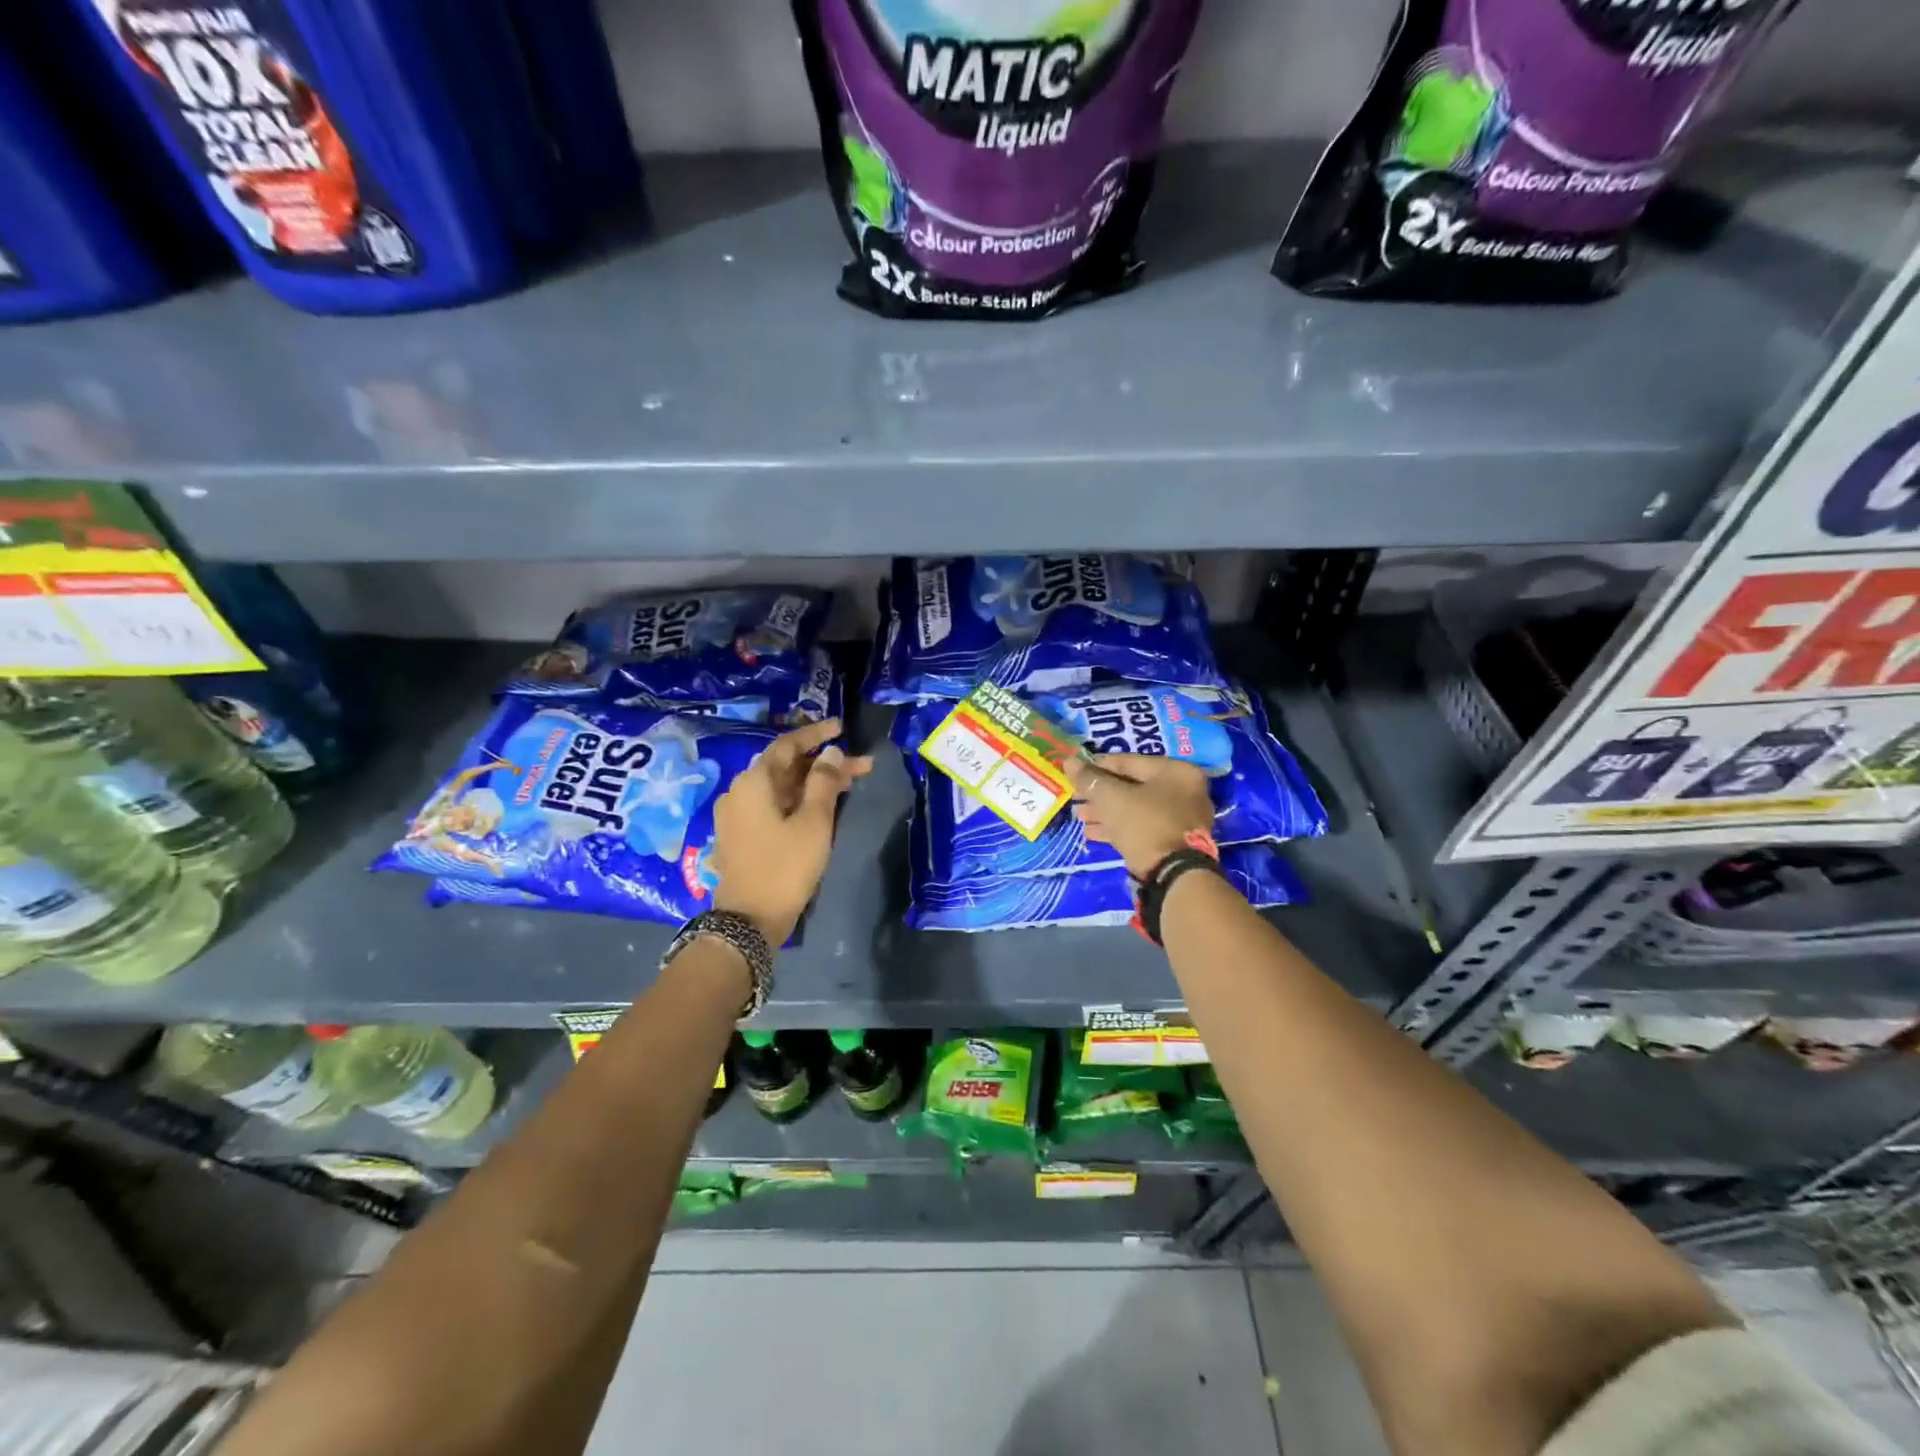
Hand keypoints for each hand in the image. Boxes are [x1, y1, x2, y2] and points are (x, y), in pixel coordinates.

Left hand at [710, 718, 872, 943]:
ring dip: (813, 783)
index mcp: (754, 782)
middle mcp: (739, 791)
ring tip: (849, 785)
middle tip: (859, 766)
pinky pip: (772, 805)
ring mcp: (737, 815)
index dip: (816, 734)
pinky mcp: (740, 835)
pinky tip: (822, 806)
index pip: (787, 745)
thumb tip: (831, 752)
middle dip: (823, 763)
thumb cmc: (786, 867)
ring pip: (781, 788)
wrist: (749, 921)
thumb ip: (824, 782)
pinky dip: (798, 800)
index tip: (842, 728)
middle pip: (785, 767)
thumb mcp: (814, 822)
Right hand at [1064, 753, 1212, 878]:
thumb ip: (1090, 778)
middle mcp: (1184, 790)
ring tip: (1080, 817)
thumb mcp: (1111, 798)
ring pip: (1135, 808)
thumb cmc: (1144, 825)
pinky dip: (1118, 827)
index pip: (1127, 761)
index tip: (1073, 774)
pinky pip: (1142, 826)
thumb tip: (1069, 761)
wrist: (1174, 875)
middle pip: (1131, 785)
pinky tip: (1092, 833)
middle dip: (1099, 793)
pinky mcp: (1174, 841)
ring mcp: (1181, 818)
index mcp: (1175, 771)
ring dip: (1105, 812)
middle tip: (1075, 798)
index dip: (1095, 766)